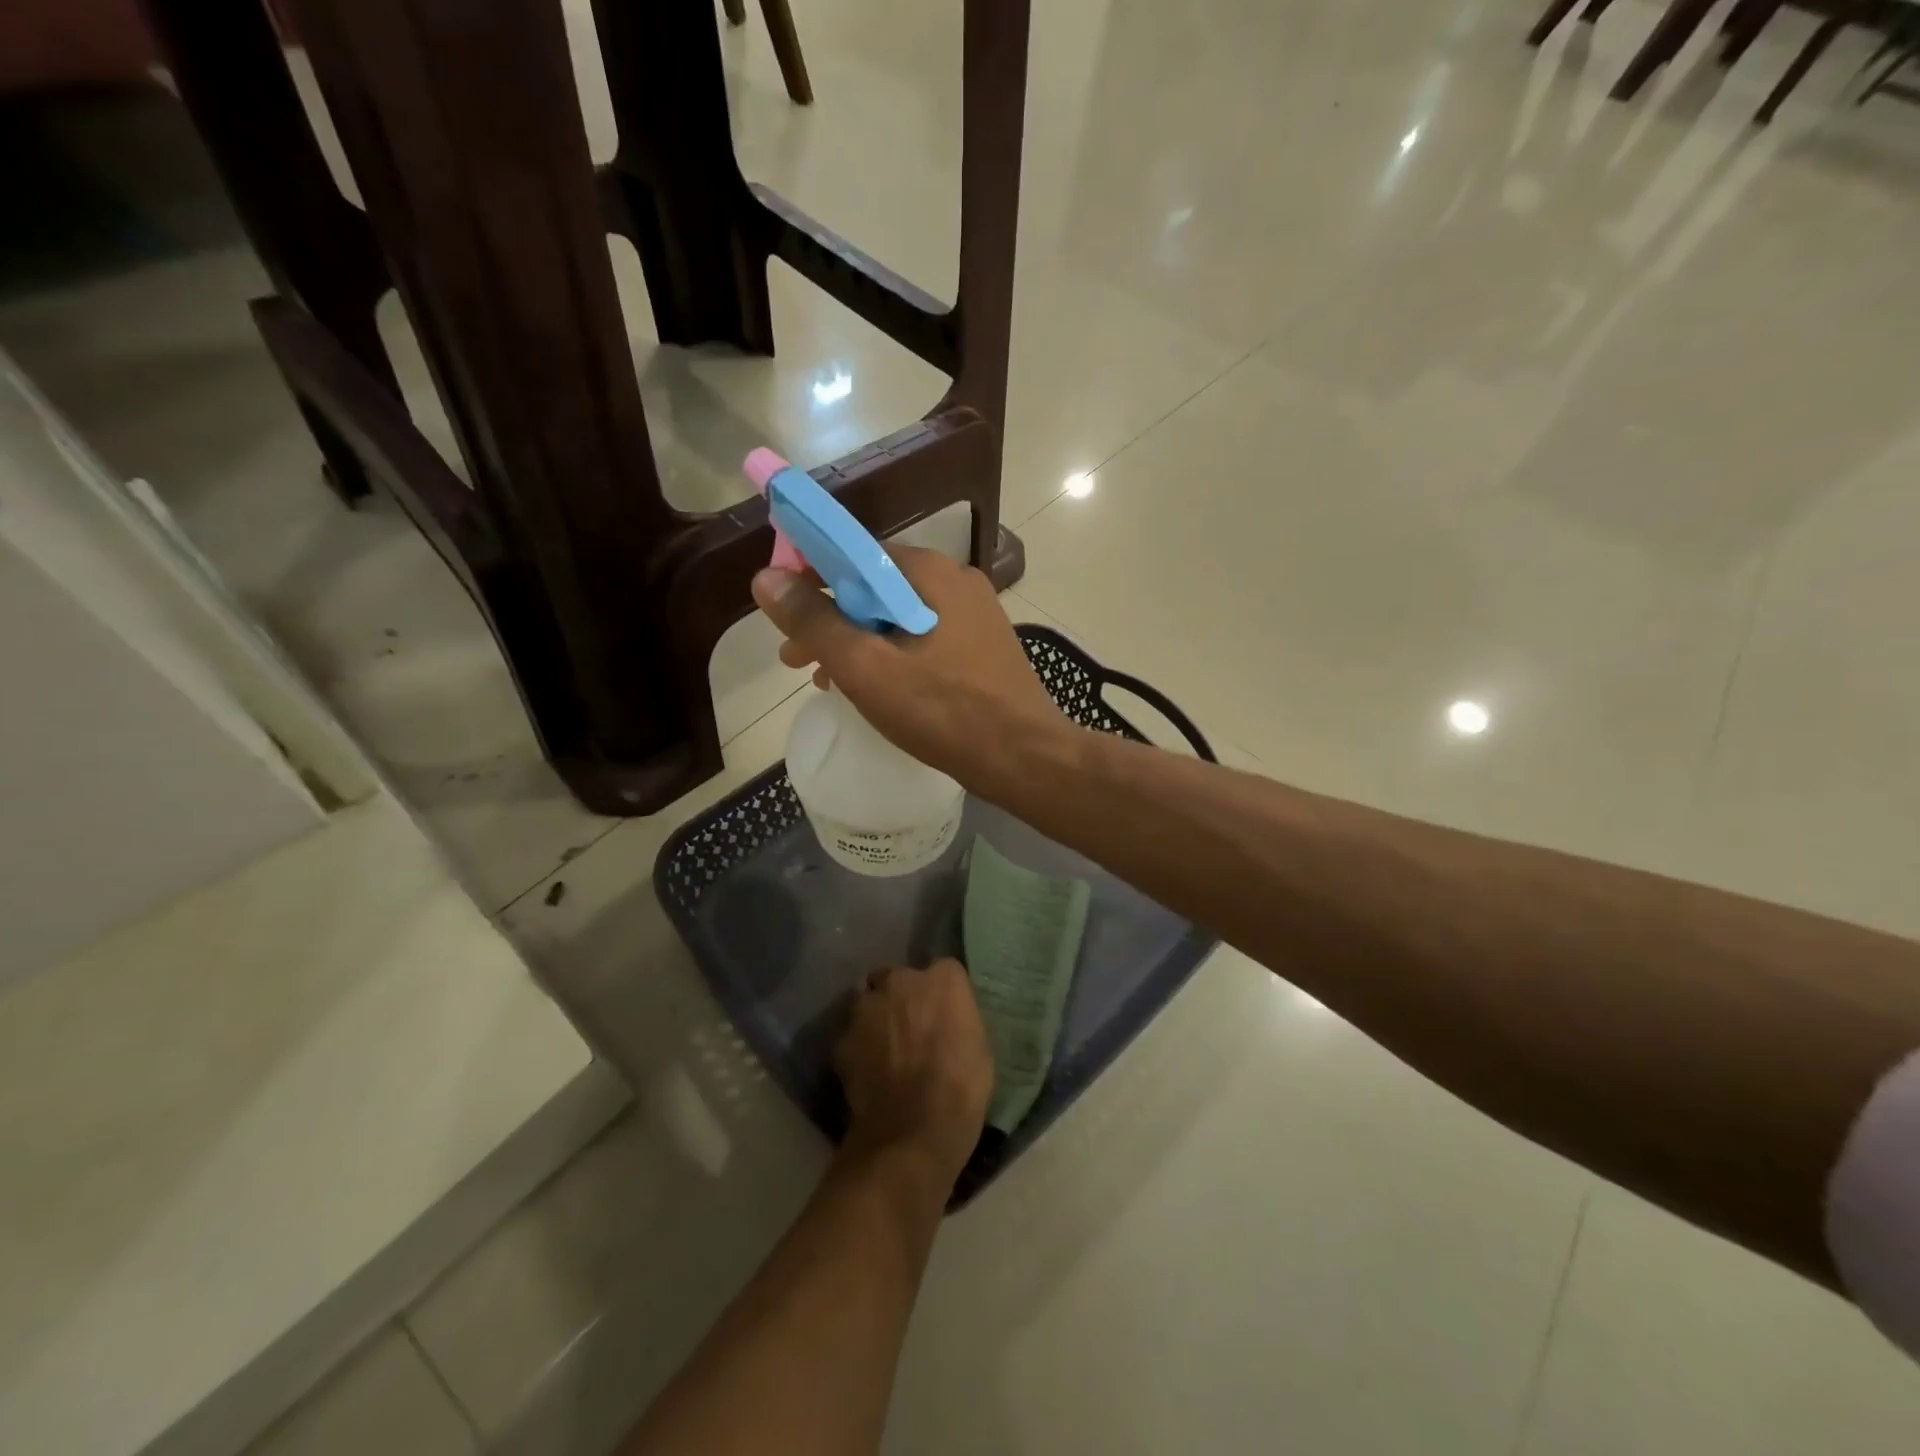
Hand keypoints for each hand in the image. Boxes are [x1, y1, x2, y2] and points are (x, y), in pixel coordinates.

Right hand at [752, 545, 1066, 793]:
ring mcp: (973, 615)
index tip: (782, 615)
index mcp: (930, 573)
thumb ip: (814, 622)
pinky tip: (874, 689)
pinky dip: (890, 656)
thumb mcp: (867, 669)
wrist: (1026, 759)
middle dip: (830, 620)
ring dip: (857, 642)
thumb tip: (765, 577)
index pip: (854, 553)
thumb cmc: (945, 713)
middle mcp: (955, 582)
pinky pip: (922, 638)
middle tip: (795, 660)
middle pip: (874, 587)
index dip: (809, 577)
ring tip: (826, 680)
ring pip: (897, 616)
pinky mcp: (980, 647)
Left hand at [835, 959, 992, 1186]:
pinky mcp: (842, 1039)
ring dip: (873, 1014)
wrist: (913, 1132)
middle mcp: (901, 981)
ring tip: (882, 1044)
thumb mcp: (979, 1047)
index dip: (941, 994)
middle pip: (896, 976)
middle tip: (908, 1025)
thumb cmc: (961, 1088)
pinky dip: (857, 1047)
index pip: (943, 971)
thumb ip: (957, 1019)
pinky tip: (866, 1069)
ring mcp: (867, 1008)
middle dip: (899, 995)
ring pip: (865, 999)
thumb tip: (947, 1022)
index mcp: (943, 980)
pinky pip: (850, 1035)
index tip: (943, 1014)